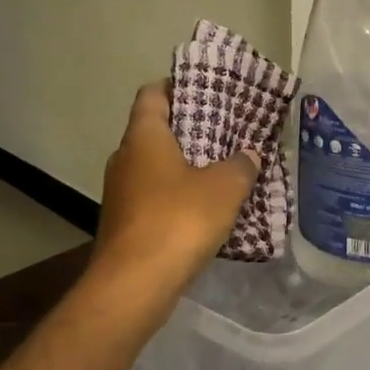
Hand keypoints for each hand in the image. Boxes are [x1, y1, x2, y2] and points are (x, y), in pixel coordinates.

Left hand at [93, 81, 260, 294]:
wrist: (134, 284)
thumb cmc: (178, 220)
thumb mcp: (223, 188)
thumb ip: (240, 165)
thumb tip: (249, 154)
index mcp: (143, 136)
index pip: (152, 94)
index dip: (176, 86)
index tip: (205, 90)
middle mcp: (124, 157)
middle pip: (154, 130)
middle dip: (188, 129)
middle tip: (224, 131)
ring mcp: (120, 192)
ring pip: (154, 167)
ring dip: (183, 167)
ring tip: (221, 170)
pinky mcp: (124, 223)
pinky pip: (153, 197)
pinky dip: (175, 196)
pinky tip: (204, 210)